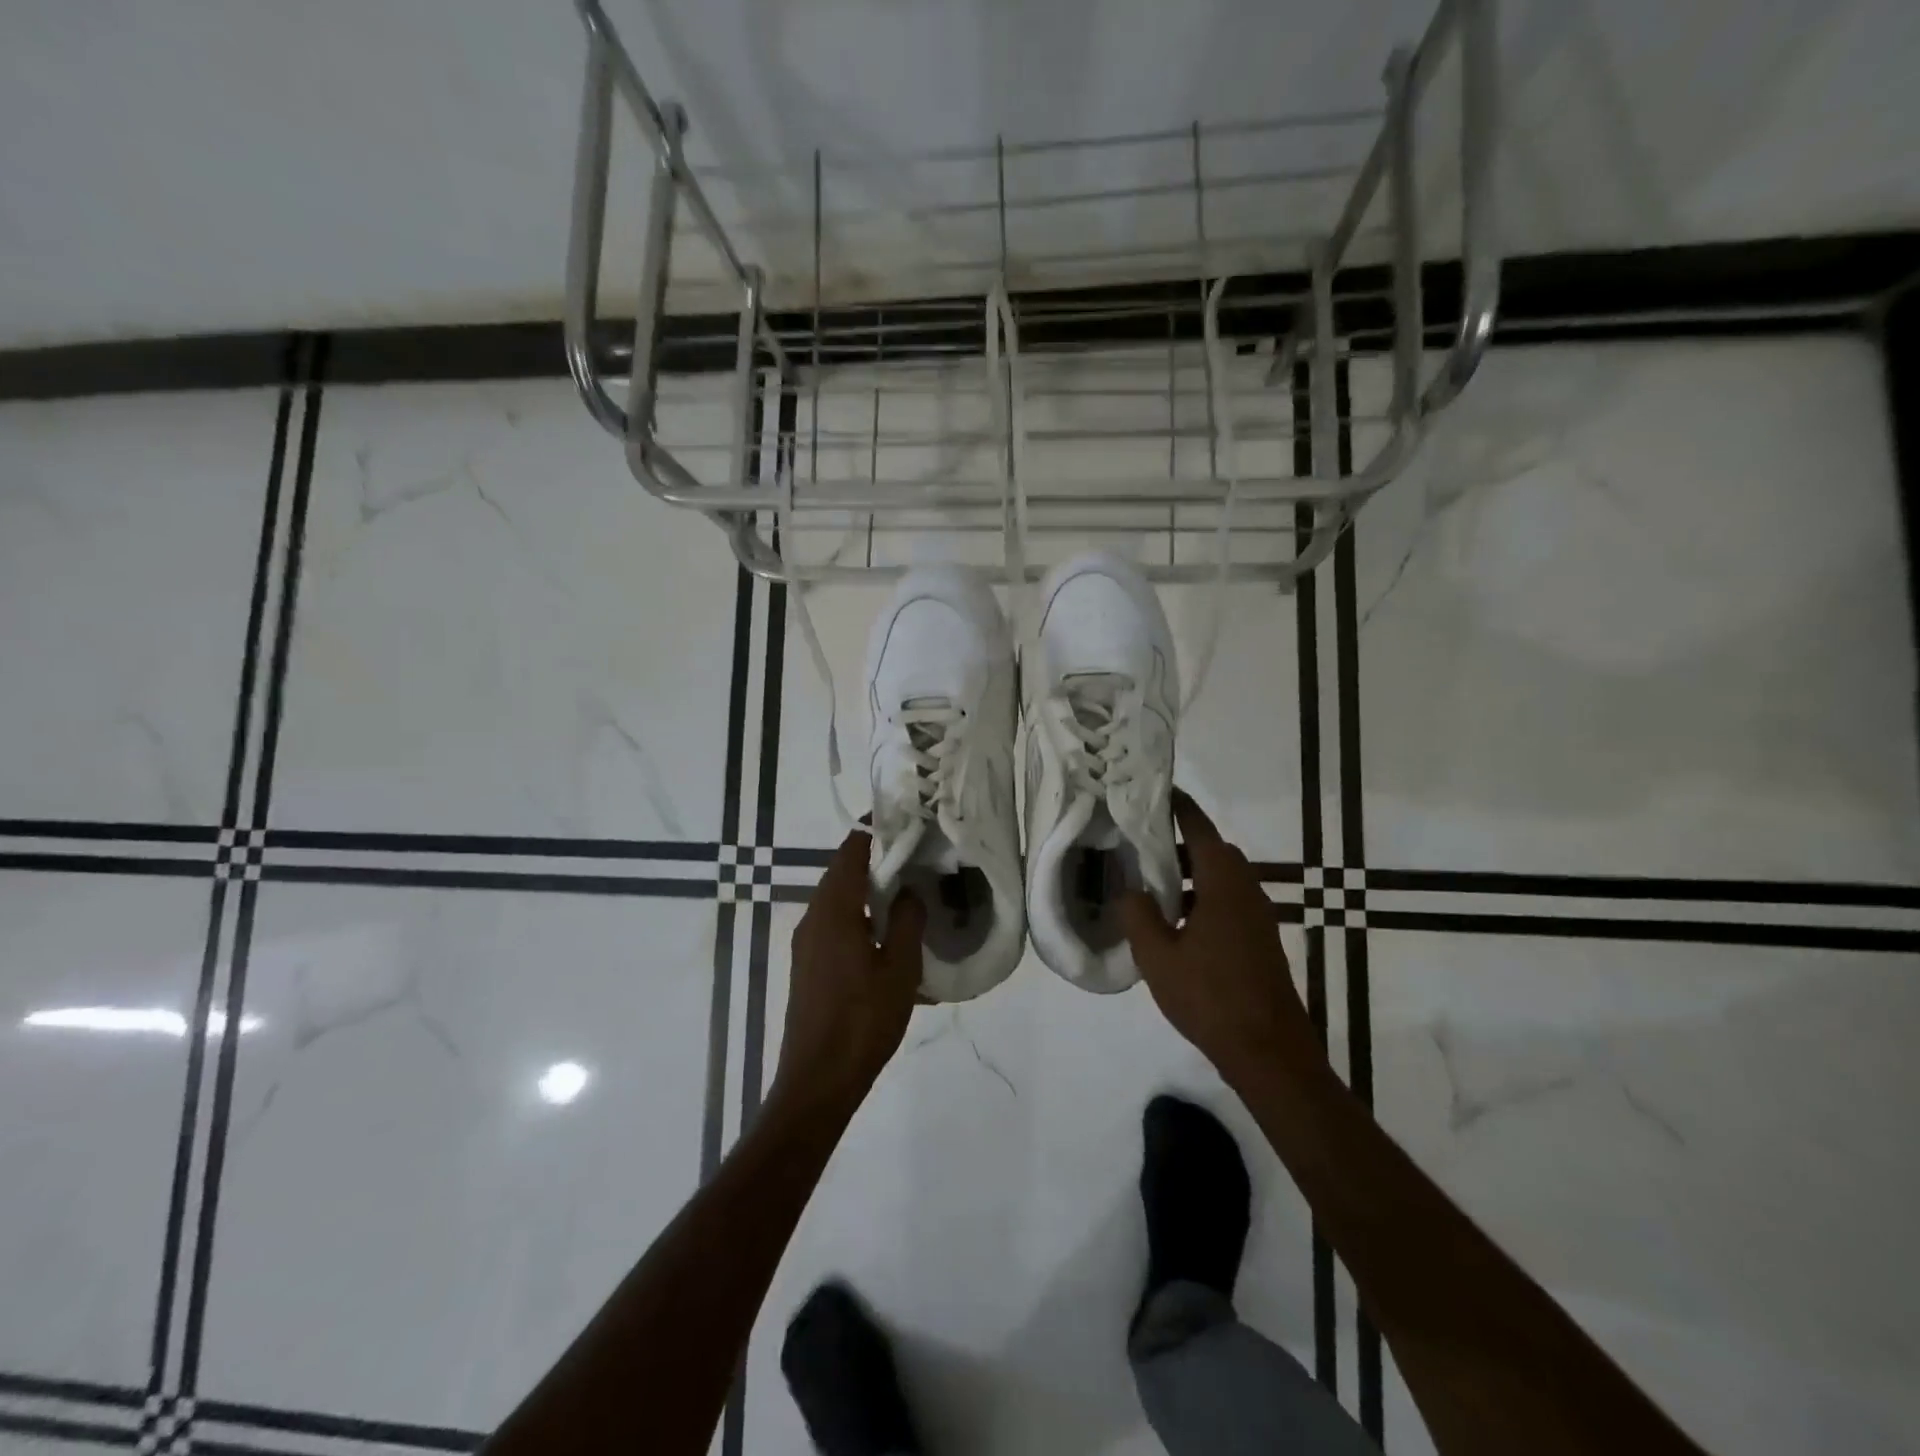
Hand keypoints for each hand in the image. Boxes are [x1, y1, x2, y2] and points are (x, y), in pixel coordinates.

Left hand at [773, 828, 926, 1108]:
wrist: (817, 1081)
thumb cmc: (862, 1021)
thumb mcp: (899, 969)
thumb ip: (906, 921)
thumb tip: (909, 892)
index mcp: (834, 910)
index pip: (851, 852)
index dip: (876, 831)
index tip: (906, 822)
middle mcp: (813, 918)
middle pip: (843, 872)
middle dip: (877, 860)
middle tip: (916, 855)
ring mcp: (807, 944)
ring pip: (840, 901)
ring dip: (870, 891)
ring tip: (908, 894)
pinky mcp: (808, 966)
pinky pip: (836, 926)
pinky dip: (861, 918)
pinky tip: (889, 941)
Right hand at [1121, 790, 1324, 1085]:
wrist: (1268, 1051)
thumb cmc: (1210, 996)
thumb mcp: (1157, 956)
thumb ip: (1137, 914)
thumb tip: (1130, 889)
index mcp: (1223, 884)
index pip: (1201, 830)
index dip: (1180, 808)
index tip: (1159, 791)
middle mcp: (1247, 891)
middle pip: (1215, 852)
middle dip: (1182, 844)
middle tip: (1145, 846)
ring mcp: (1258, 917)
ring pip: (1223, 879)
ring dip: (1193, 875)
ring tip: (1154, 888)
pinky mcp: (1261, 941)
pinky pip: (1229, 903)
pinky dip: (1204, 899)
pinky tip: (1178, 926)